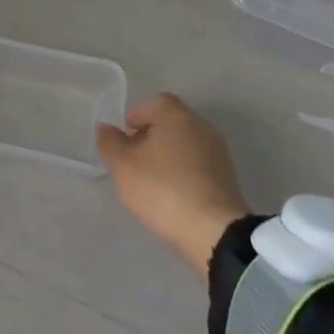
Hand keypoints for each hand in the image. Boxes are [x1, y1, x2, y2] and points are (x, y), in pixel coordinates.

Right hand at [97, 93, 250, 278]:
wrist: (215, 231)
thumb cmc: (163, 189)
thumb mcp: (124, 167)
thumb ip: (110, 143)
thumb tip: (105, 128)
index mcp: (176, 115)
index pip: (154, 102)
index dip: (137, 116)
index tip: (125, 137)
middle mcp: (200, 125)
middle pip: (172, 122)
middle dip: (152, 135)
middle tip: (135, 158)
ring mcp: (218, 152)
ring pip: (187, 143)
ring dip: (169, 154)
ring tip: (152, 179)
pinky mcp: (228, 177)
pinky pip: (200, 164)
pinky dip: (185, 171)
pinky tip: (174, 193)